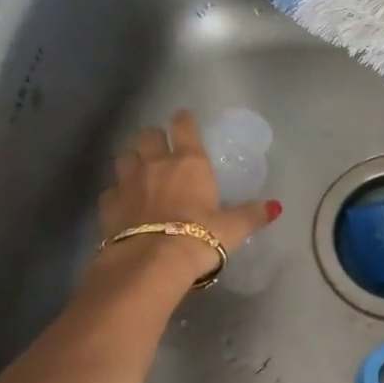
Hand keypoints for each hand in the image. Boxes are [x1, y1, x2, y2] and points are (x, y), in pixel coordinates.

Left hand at [96, 110, 280, 285]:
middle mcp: (156, 164)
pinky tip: (123, 203)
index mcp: (189, 162)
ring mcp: (128, 183)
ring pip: (124, 157)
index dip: (184, 120)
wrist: (150, 263)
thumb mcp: (233, 228)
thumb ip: (252, 214)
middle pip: (147, 135)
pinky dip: (116, 193)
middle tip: (159, 147)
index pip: (184, 127)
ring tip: (138, 171)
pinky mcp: (108, 206)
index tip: (184, 119)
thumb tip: (275, 206)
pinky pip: (110, 190)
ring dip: (131, 160)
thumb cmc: (199, 237)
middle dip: (153, 137)